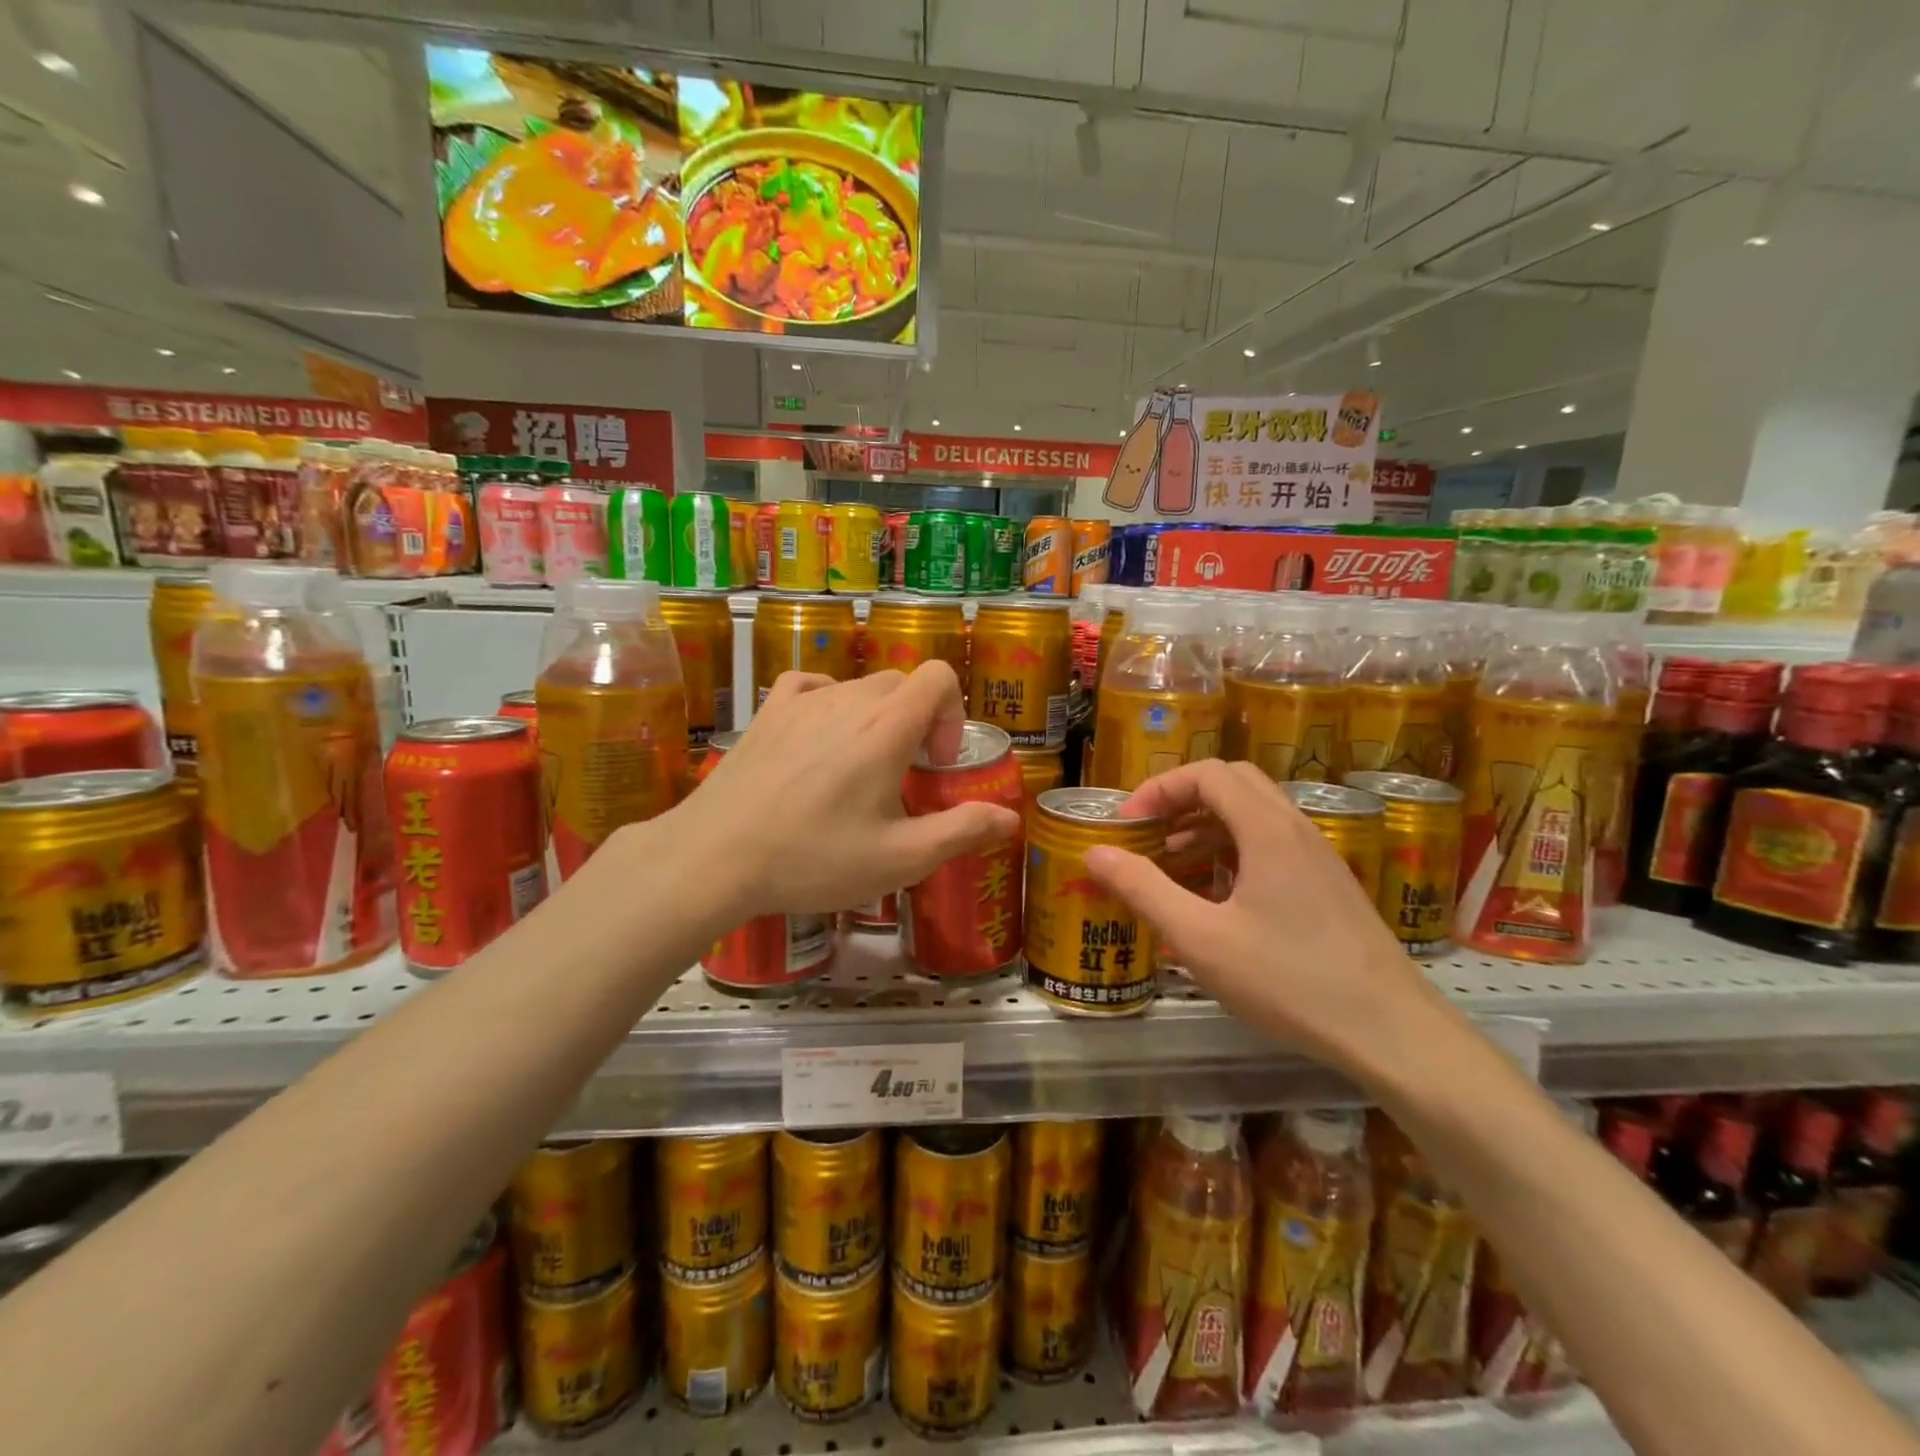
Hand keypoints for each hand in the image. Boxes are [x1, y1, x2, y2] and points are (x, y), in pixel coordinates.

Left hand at [667, 663, 1021, 919]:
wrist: (714, 857)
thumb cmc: (813, 859)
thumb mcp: (898, 859)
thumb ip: (961, 832)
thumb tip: (1010, 819)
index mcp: (885, 728)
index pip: (939, 676)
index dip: (953, 713)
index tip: (938, 763)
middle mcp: (847, 699)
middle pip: (901, 683)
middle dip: (918, 721)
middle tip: (906, 775)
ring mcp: (801, 701)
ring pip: (857, 687)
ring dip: (875, 717)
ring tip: (859, 769)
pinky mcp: (767, 713)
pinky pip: (810, 685)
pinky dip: (829, 701)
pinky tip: (820, 736)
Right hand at [1082, 759, 1445, 1069]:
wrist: (1392, 1031)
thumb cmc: (1290, 980)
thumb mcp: (1201, 939)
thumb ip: (1144, 890)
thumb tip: (1094, 853)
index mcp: (1266, 829)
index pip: (1206, 774)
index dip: (1158, 789)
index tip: (1127, 825)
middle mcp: (1295, 828)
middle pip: (1231, 784)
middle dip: (1181, 801)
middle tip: (1147, 836)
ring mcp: (1317, 856)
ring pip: (1252, 816)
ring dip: (1204, 828)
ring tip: (1169, 868)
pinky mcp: (1327, 885)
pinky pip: (1270, 846)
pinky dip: (1231, 853)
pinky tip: (1214, 898)